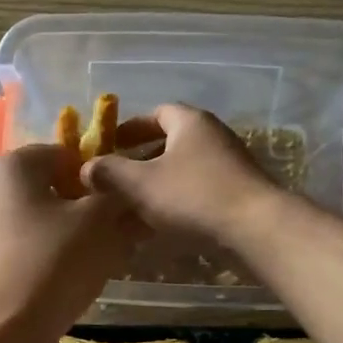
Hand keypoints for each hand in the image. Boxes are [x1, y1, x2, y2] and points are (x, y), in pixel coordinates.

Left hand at [0, 143, 144, 342]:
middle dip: (89, 209)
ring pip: (40, 224)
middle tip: (120, 234)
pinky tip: (73, 284)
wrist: (3, 334)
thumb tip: (132, 193)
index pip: (65, 154)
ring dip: (74, 237)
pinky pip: (26, 253)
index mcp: (10, 167)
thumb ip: (119, 199)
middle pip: (51, 191)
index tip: (125, 203)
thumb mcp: (101, 223)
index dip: (101, 176)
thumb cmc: (53, 263)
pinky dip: (51, 261)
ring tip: (103, 262)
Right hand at [82, 104, 281, 245]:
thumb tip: (86, 168)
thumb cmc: (193, 197)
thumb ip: (110, 173)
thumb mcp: (140, 184)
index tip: (111, 145)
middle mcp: (213, 136)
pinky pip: (199, 191)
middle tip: (118, 179)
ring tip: (135, 206)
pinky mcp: (238, 193)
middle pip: (171, 142)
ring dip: (159, 184)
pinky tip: (163, 224)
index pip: (157, 113)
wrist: (255, 229)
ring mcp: (230, 165)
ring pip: (184, 169)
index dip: (131, 128)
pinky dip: (178, 201)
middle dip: (143, 159)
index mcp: (190, 122)